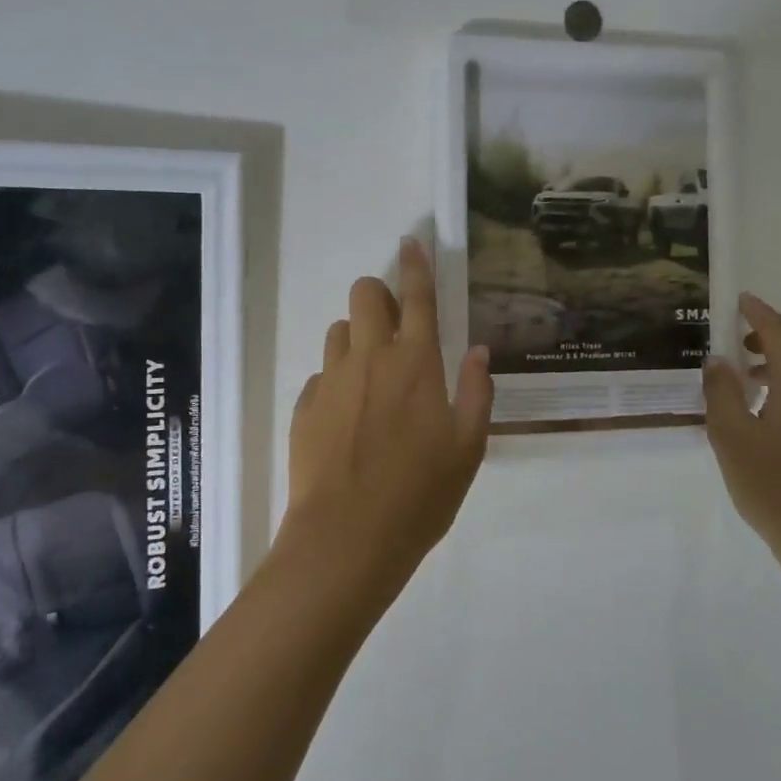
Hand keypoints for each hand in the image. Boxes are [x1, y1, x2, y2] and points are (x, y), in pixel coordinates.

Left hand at [279, 237, 492, 604]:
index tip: (412, 242)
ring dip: (356, 338)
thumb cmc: (420, 494)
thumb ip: (475, 392)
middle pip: (364, 295)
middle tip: (394, 328)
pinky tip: (347, 419)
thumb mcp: (468, 448)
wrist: (347, 538)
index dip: (417, 264)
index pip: (417, 296)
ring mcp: (331, 380)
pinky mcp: (304, 406)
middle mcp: (370, 358)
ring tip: (372, 379)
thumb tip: (476, 350)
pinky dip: (336, 382)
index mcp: (416, 362)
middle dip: (378, 295)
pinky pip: (321, 375)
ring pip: (338, 331)